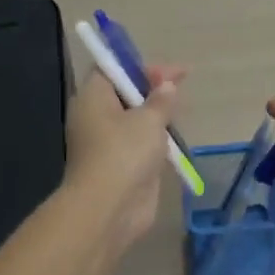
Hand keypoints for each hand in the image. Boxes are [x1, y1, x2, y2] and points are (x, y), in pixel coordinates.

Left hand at [64, 64, 184, 260]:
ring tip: (181, 108)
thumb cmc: (124, 153)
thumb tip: (166, 86)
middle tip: (180, 84)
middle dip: (152, 88)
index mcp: (93, 98)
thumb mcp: (148, 120)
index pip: (112, 69)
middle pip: (124, 93)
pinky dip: (156, 138)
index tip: (168, 70)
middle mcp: (96, 117)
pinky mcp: (122, 166)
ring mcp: (108, 144)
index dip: (139, 65)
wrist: (109, 209)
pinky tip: (175, 137)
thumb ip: (161, 100)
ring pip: (133, 120)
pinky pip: (140, 144)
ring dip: (156, 114)